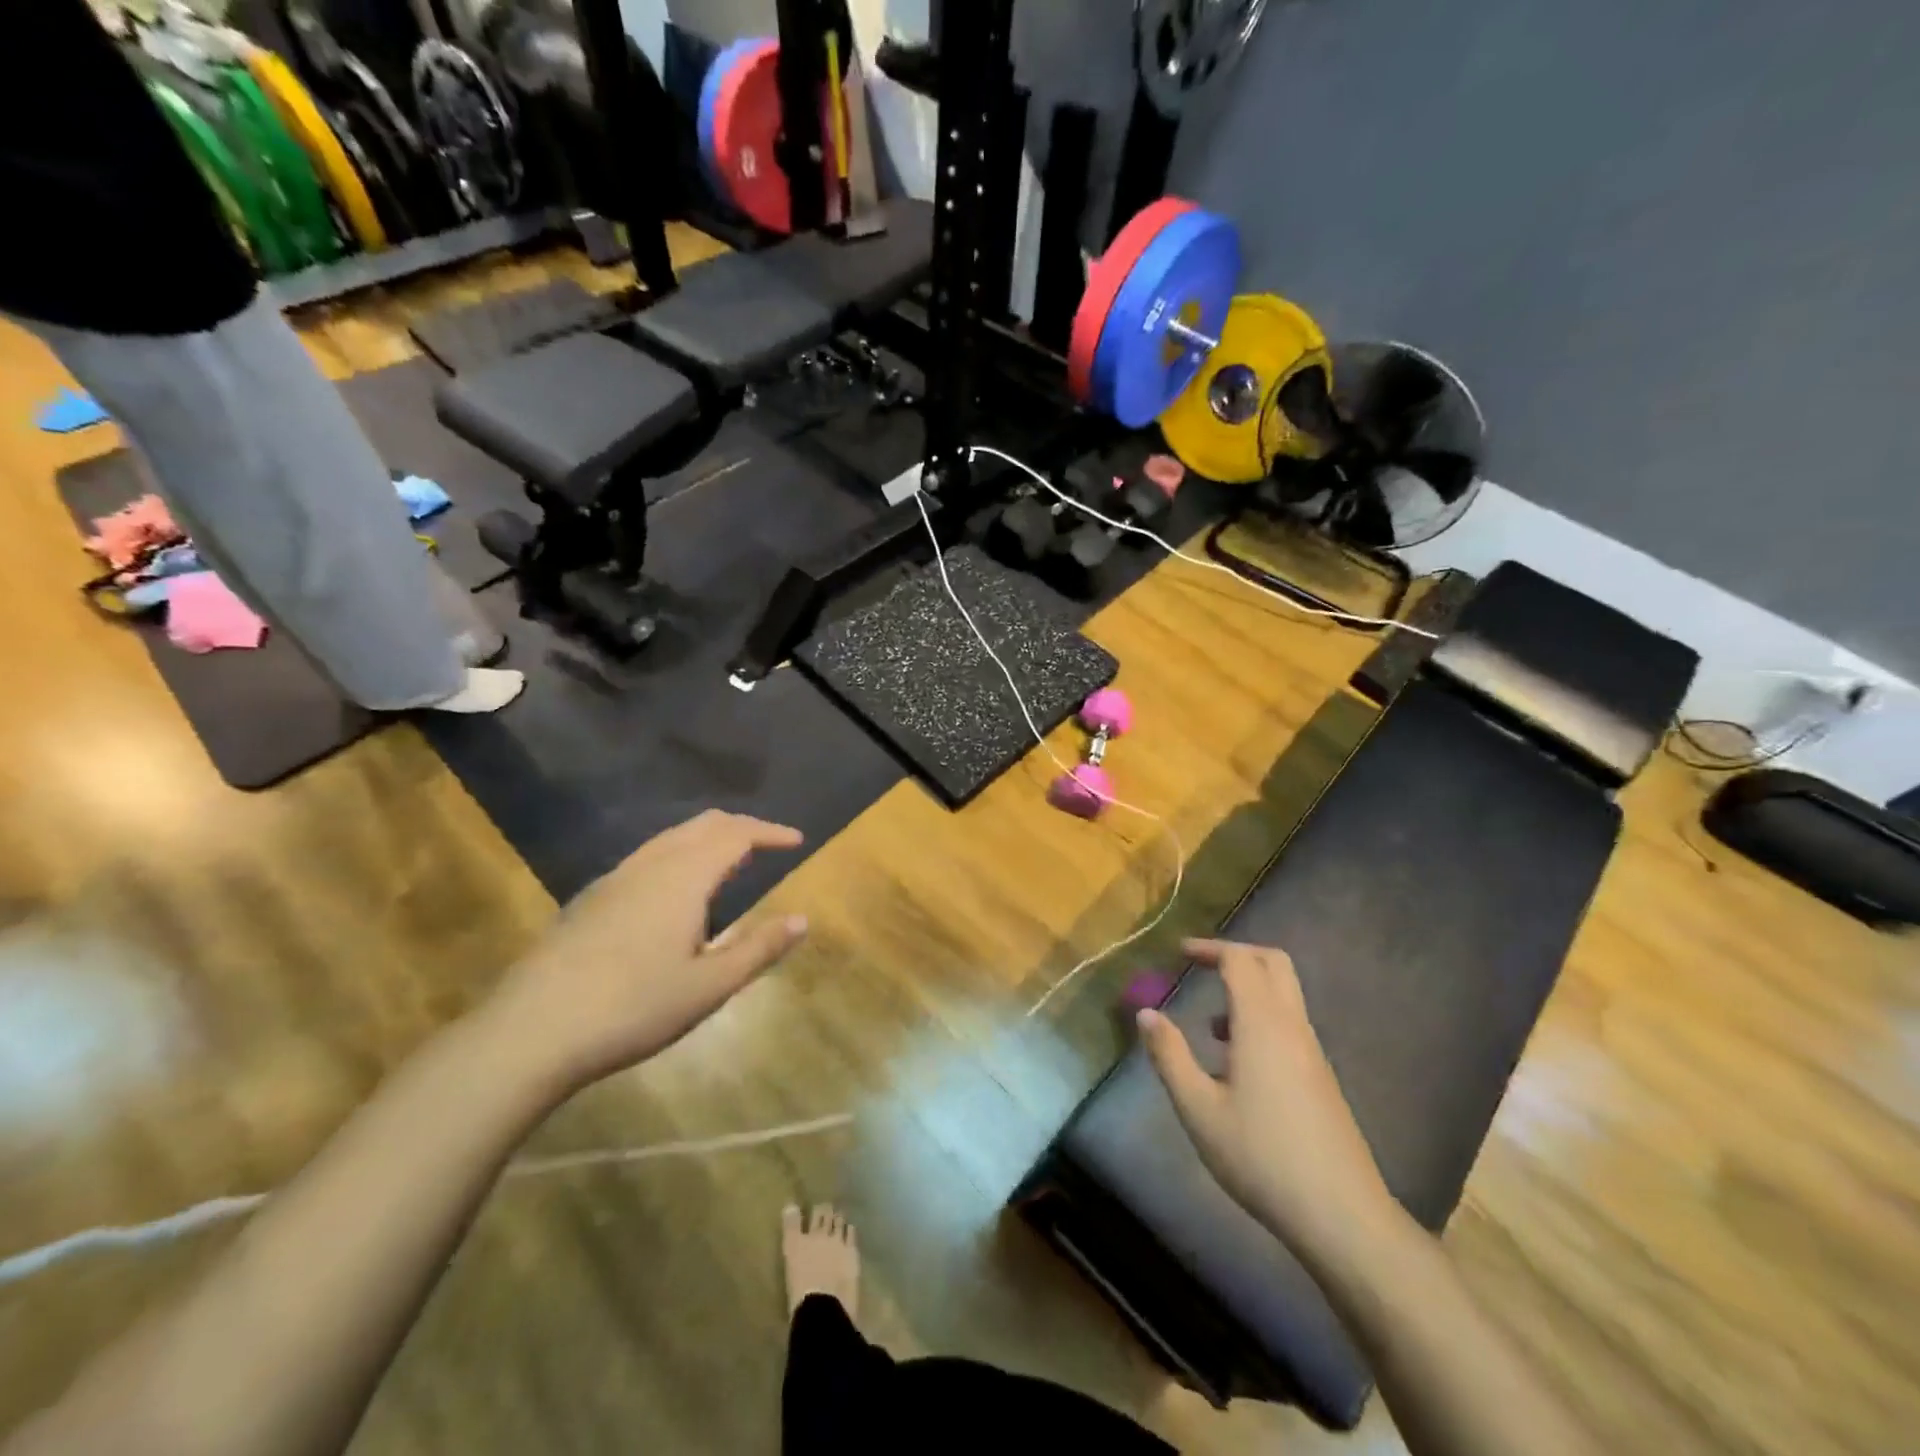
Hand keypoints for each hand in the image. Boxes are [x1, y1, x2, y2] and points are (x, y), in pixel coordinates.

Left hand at [482, 811, 808, 1094]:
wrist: (530, 1031)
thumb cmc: (632, 1008)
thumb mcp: (709, 986)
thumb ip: (759, 949)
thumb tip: (802, 920)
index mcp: (684, 877)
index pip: (736, 834)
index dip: (770, 832)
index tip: (797, 841)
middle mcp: (650, 864)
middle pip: (703, 825)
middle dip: (741, 827)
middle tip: (768, 845)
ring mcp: (614, 879)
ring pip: (671, 838)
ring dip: (707, 840)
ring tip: (729, 865)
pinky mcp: (590, 899)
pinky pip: (648, 857)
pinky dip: (679, 855)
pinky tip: (676, 895)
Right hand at [1138, 939, 1394, 1259]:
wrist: (1341, 1215)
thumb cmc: (1261, 1157)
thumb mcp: (1199, 1109)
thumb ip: (1169, 1055)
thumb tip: (1146, 1013)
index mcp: (1262, 1024)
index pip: (1240, 961)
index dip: (1209, 949)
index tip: (1179, 954)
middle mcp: (1292, 1027)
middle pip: (1274, 964)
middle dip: (1236, 955)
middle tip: (1201, 966)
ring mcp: (1313, 1053)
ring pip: (1284, 995)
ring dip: (1248, 990)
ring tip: (1209, 1027)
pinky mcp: (1321, 1078)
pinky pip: (1289, 1025)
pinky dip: (1260, 1019)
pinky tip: (1236, 1065)